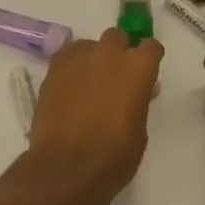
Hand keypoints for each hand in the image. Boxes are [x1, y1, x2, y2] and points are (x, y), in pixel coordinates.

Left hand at [24, 29, 164, 204]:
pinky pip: (67, 57)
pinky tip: (69, 87)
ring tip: (87, 84)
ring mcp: (78, 58)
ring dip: (92, 59)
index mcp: (137, 68)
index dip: (149, 59)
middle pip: (117, 37)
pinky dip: (71, 67)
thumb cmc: (113, 156)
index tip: (146, 74)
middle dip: (118, 53)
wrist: (66, 166)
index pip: (151, 47)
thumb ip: (138, 101)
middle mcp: (109, 54)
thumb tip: (133, 93)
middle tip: (115, 78)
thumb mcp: (139, 131)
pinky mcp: (53, 68)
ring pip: (89, 45)